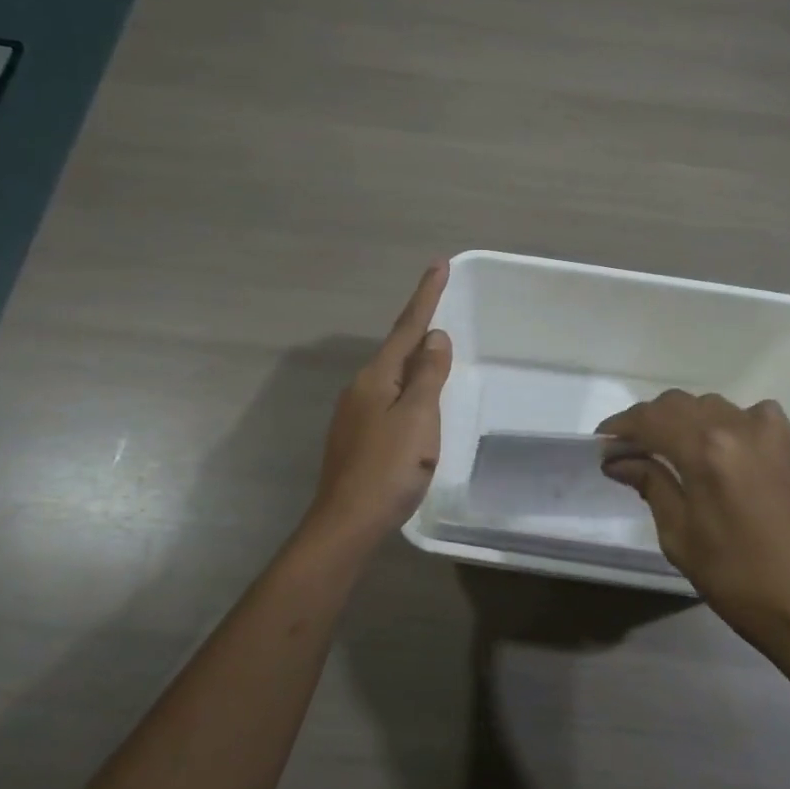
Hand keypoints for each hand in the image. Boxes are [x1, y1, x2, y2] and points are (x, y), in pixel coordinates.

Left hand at [307, 263, 452, 544]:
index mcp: (376, 377)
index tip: (439, 264)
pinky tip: (416, 407)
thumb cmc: (389, 468)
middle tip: (442, 308)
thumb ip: (428, 375)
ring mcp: (354, 414)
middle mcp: (361, 388)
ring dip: (414, 363)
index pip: (407, 327)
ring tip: (436, 358)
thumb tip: (435, 337)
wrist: (347, 524)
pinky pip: (388, 401)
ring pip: (392, 378)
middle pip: (396, 350)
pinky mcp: (356, 439)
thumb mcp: (418, 417)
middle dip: (419, 330)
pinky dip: (408, 392)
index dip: (425, 296)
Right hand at [599, 392, 789, 666]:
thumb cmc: (740, 580)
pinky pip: (749, 418)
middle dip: (650, 422)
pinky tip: (720, 454)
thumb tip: (619, 460)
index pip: (651, 419)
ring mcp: (774, 430)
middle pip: (680, 404)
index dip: (620, 426)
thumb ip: (650, 485)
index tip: (602, 442)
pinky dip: (724, 427)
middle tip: (631, 451)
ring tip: (672, 452)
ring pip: (714, 407)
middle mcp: (741, 425)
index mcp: (707, 449)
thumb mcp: (681, 537)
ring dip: (686, 422)